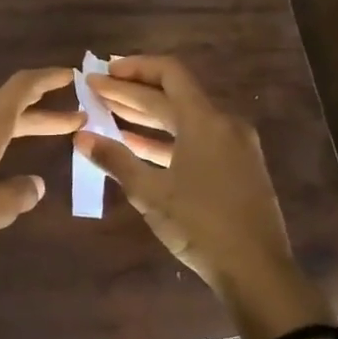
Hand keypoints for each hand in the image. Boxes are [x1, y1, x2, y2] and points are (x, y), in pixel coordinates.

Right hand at [77, 54, 333, 338]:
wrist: (256, 270)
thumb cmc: (200, 225)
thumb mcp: (150, 193)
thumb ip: (115, 160)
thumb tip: (81, 138)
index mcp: (205, 121)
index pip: (169, 73)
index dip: (134, 68)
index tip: (103, 72)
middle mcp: (223, 124)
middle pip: (172, 95)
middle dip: (131, 92)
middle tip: (95, 90)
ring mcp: (233, 147)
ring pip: (183, 118)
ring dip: (146, 115)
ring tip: (108, 113)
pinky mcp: (236, 168)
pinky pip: (195, 139)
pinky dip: (164, 138)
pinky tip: (136, 145)